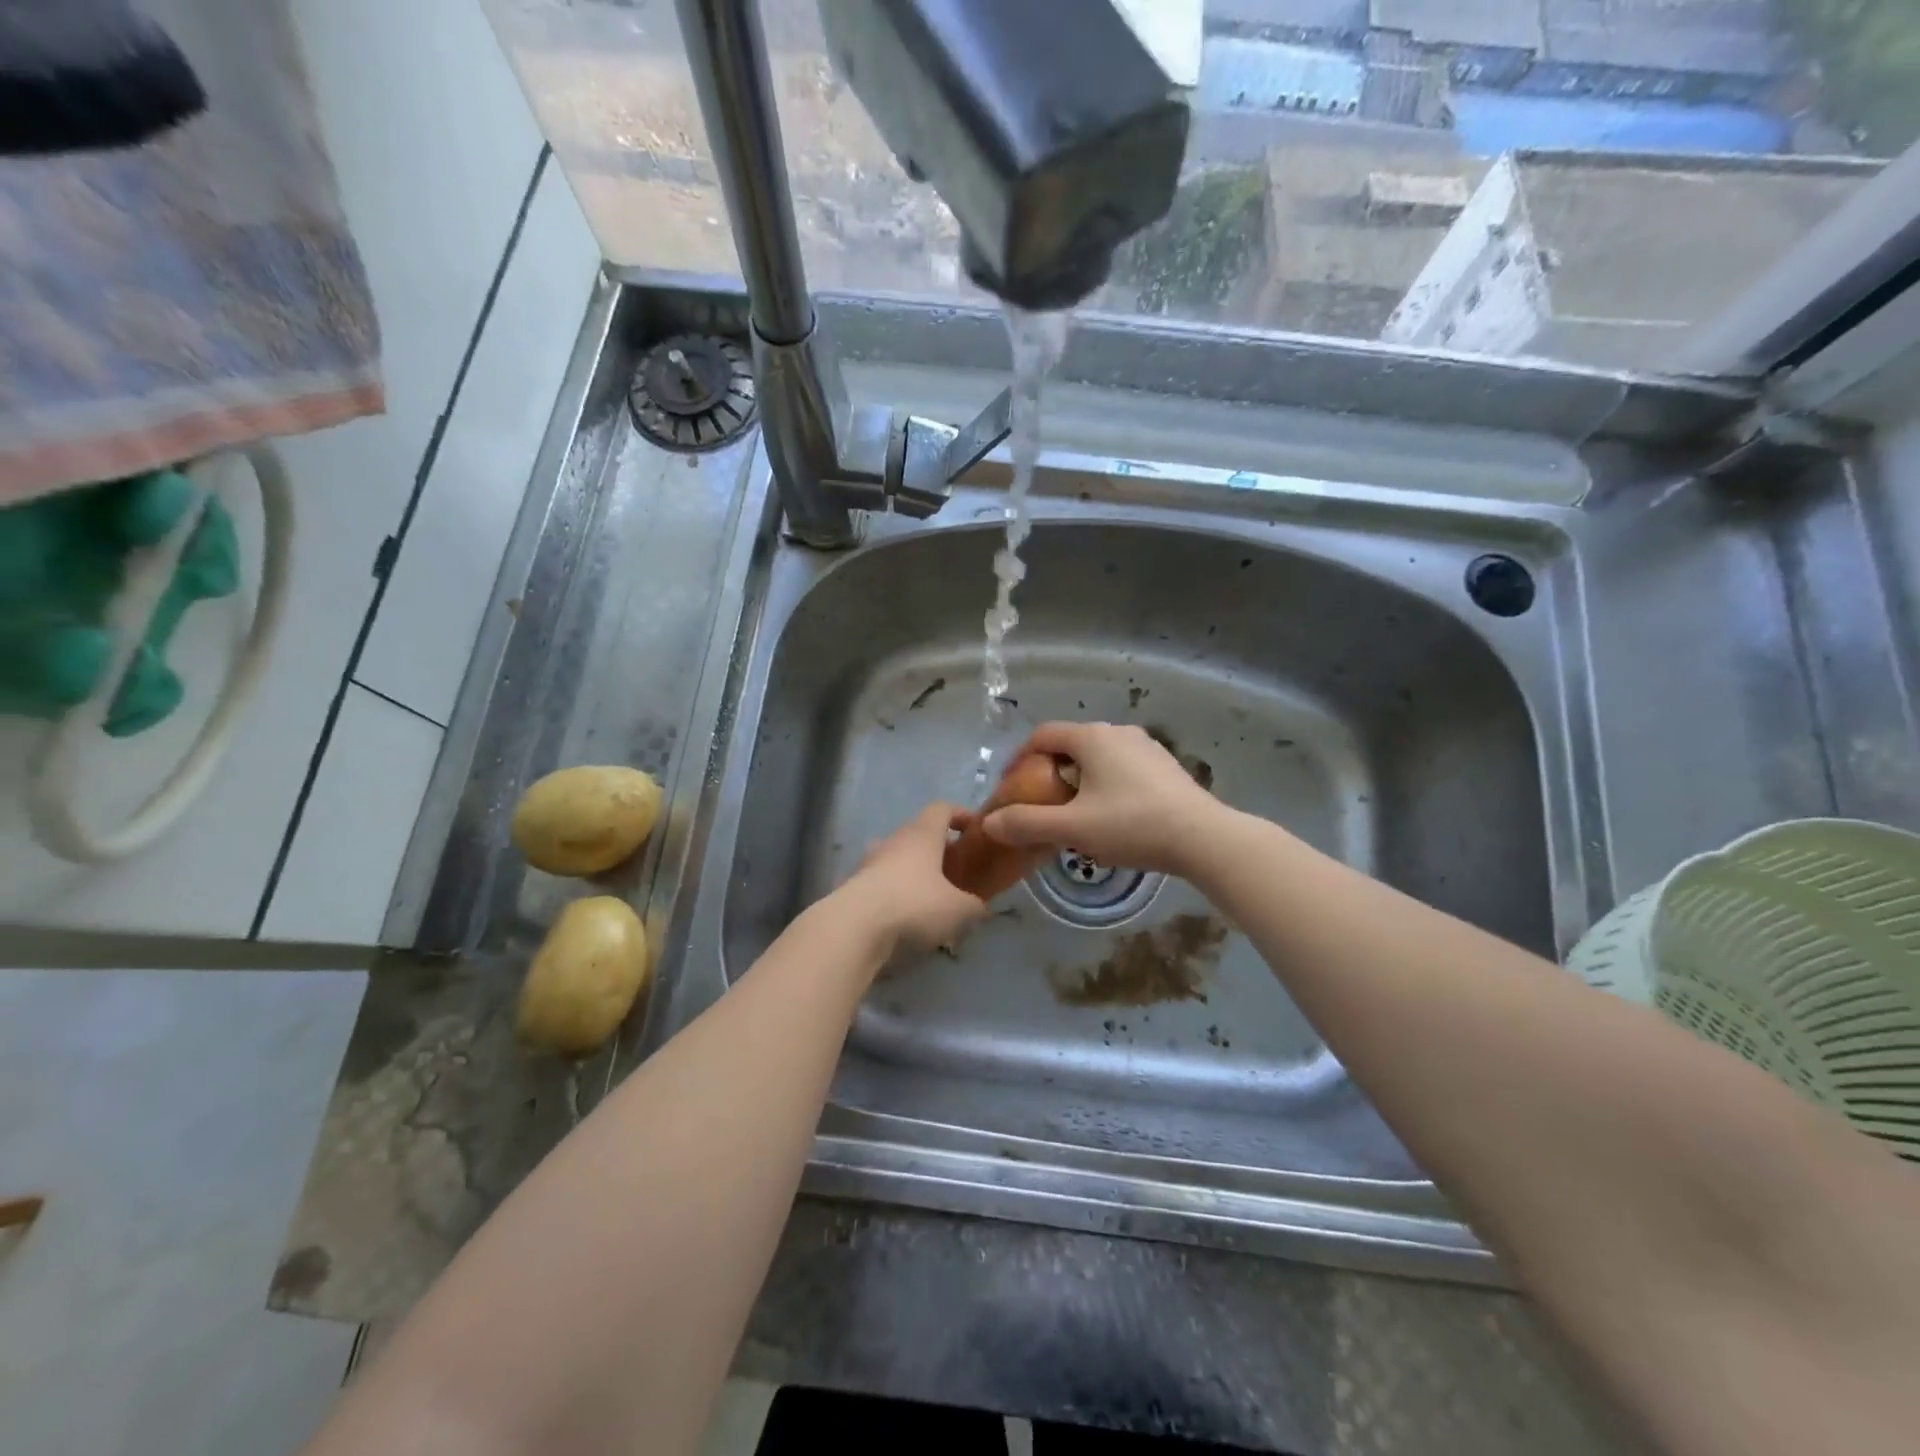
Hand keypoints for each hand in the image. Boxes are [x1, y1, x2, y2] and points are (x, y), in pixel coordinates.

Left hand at [835, 802, 987, 957]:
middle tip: (956, 873)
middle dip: (938, 851)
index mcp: (922, 834)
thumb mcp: (959, 910)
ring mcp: (868, 863)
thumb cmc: (914, 905)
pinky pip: (880, 885)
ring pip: (896, 860)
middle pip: (918, 835)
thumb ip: (975, 906)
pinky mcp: (852, 888)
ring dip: (913, 873)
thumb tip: (980, 908)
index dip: (960, 815)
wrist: (854, 928)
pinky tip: (905, 920)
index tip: (974, 831)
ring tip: (930, 900)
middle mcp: (893, 841)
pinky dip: (894, 896)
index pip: (942, 809)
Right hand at [976, 722, 1224, 875]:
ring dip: (1079, 780)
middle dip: (1049, 772)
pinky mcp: (1165, 766)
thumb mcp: (1072, 829)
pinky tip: (1112, 817)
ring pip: (1098, 758)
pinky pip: (1122, 768)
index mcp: (1091, 737)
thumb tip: (989, 823)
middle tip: (1040, 804)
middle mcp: (1118, 732)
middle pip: (1070, 745)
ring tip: (1074, 814)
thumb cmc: (1132, 825)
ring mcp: (1146, 747)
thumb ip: (1027, 824)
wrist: (1203, 838)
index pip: (1042, 735)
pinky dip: (1106, 785)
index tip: (1011, 786)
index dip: (1020, 758)